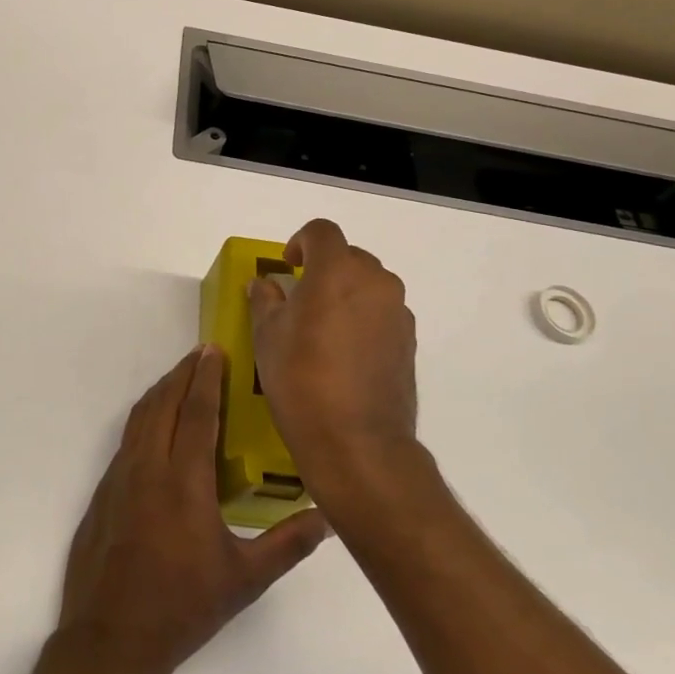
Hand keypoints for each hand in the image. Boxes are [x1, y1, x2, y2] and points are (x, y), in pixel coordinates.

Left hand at [57, 346, 330, 673]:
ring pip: (140, 417)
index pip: (197, 412)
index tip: (214, 349)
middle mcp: (147, 467)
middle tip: (201, 354)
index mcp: (183, 481)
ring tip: (180, 378)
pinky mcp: (103, 491)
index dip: (207, 377)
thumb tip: (328, 518)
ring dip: (161, 391)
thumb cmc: (182, 607)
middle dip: (182, 373)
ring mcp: (119, 477)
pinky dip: (144, 417)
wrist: (110, 638)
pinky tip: (155, 426)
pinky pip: (126, 438)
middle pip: (164, 403)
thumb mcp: (244, 580)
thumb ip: (287, 545)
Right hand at [248, 219, 420, 501]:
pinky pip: (382, 313)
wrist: (356, 442)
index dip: (301, 241)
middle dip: (324, 268)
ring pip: (369, 285)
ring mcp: (398, 312)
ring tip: (324, 328)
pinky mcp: (410, 341)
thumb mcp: (267, 337)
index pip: (322, 232)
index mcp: (337, 271)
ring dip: (346, 293)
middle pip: (349, 257)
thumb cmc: (301, 380)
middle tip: (301, 299)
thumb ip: (265, 301)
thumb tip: (264, 285)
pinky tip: (345, 353)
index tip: (288, 266)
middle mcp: (375, 282)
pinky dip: (364, 318)